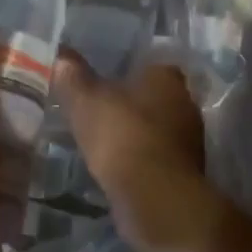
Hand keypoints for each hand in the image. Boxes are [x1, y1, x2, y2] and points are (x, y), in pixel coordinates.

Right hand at [55, 55, 223, 251]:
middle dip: (132, 104)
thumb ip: (73, 77)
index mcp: (166, 77)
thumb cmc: (122, 136)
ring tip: (105, 141)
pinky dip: (142, 160)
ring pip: (158, 128)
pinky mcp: (185, 171)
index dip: (127, 71)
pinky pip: (158, 157)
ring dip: (137, 134)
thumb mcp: (86, 101)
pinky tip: (119, 167)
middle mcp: (185, 103)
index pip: (149, 64)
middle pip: (156, 97)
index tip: (103, 82)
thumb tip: (62, 56)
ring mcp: (190, 139)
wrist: (154, 196)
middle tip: (100, 111)